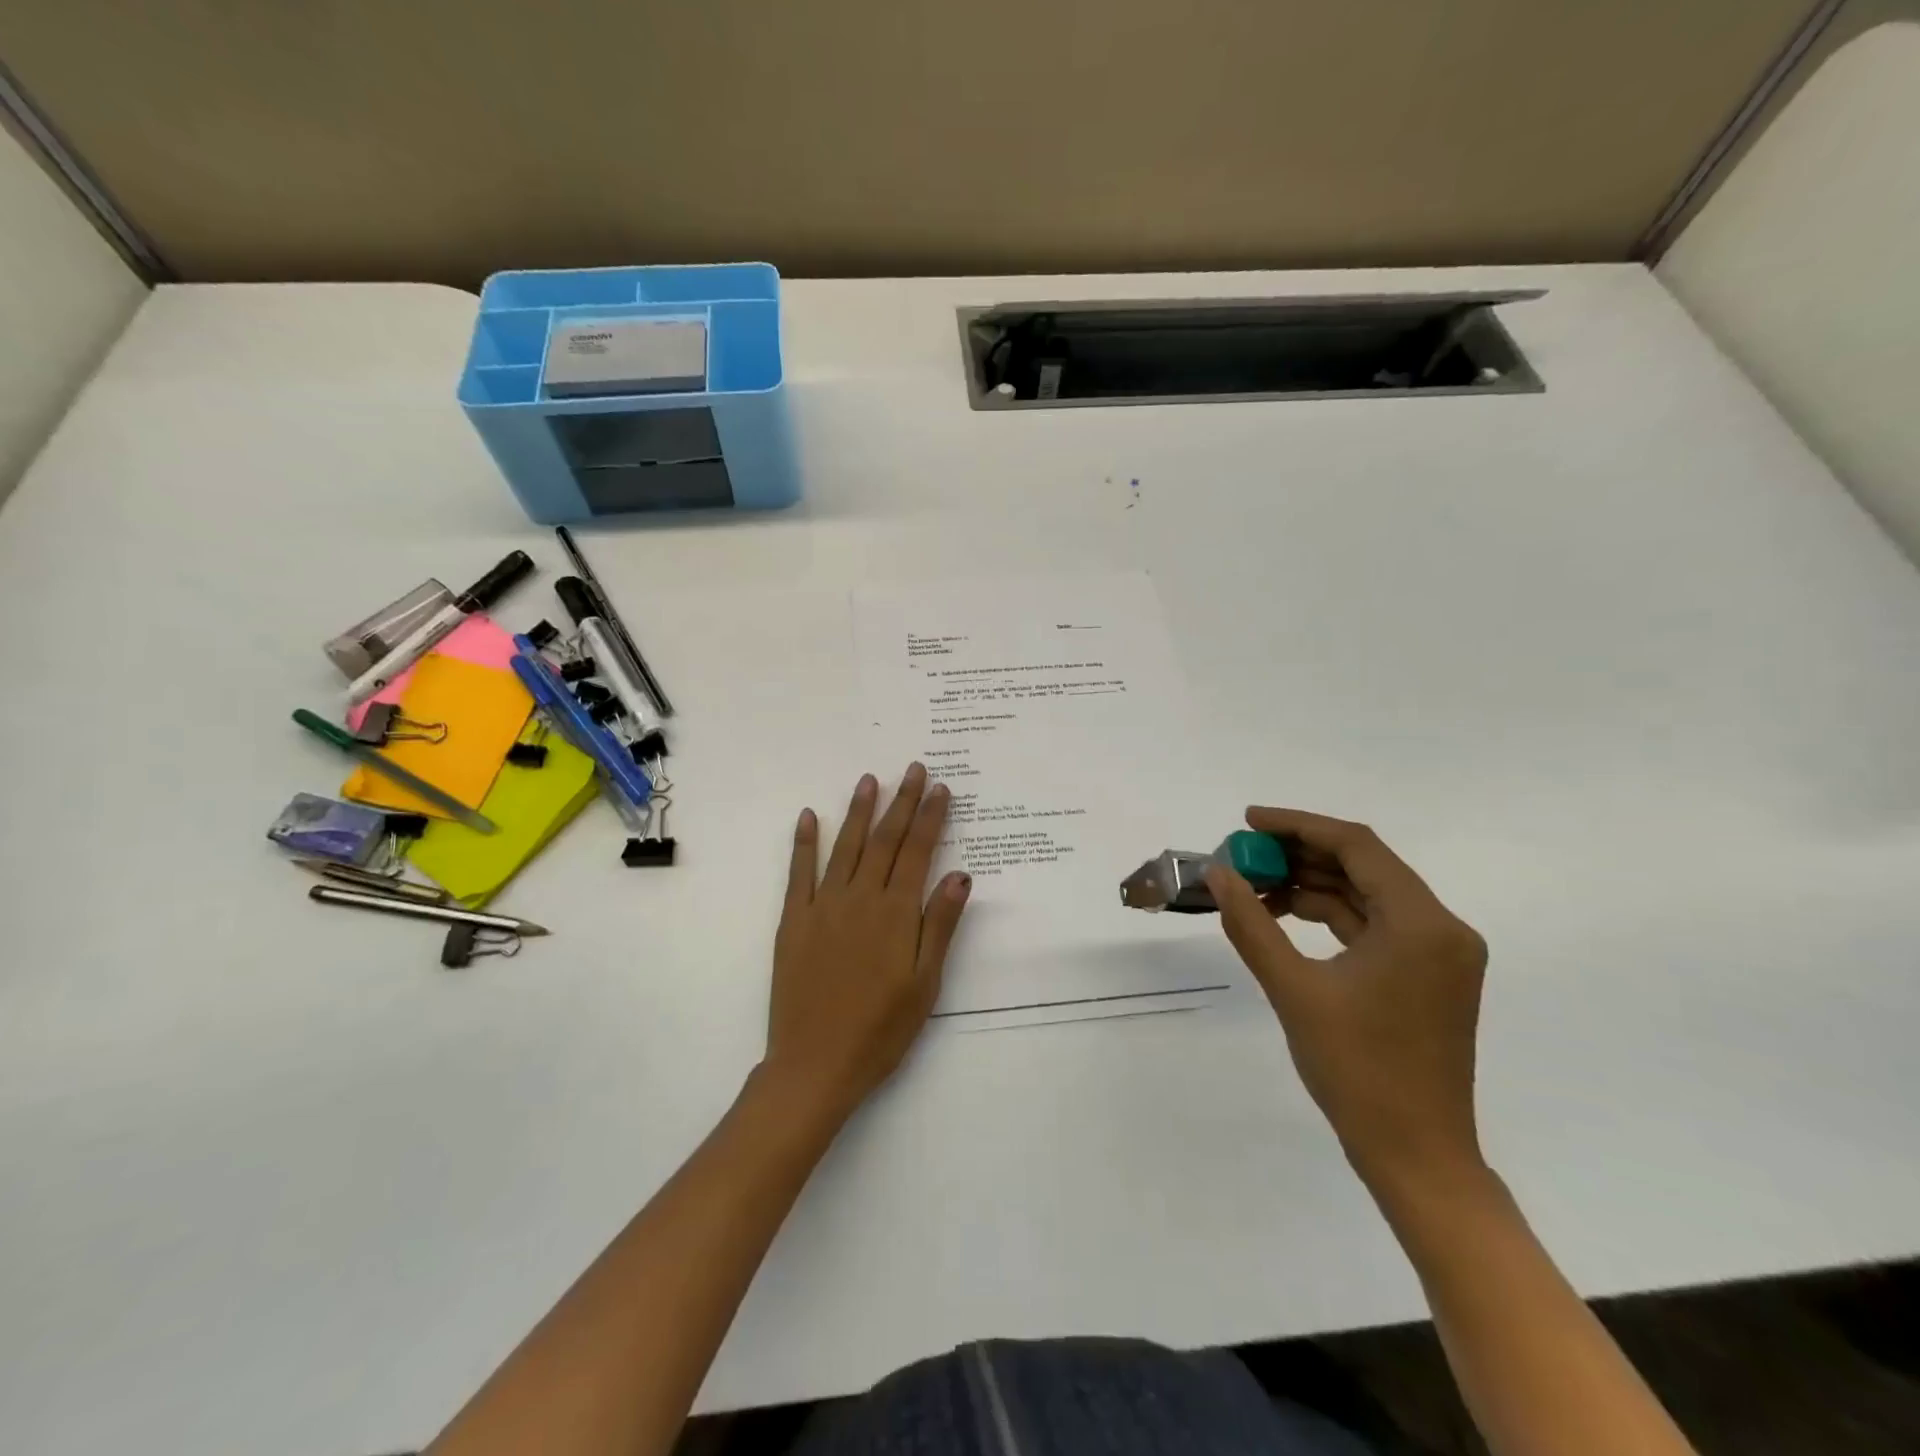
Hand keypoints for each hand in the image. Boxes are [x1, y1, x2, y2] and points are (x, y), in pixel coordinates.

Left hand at [763, 765, 971, 1124]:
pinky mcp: (794, 921)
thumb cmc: (881, 1030)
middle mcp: (861, 899)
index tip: (940, 788)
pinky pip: (799, 873)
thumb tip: (960, 875)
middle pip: (886, 840)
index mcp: (896, 914)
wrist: (815, 1064)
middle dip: (902, 802)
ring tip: (869, 780)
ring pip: (846, 847)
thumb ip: (940, 926)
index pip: (918, 852)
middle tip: (914, 769)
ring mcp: (823, 906)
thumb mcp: (925, 984)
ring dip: (859, 811)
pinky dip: (805, 842)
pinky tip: (810, 816)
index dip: (931, 817)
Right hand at [1207, 808, 1488, 1195]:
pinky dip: (1329, 914)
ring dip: (1311, 884)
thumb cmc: (1356, 1070)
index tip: (1247, 821)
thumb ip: (1251, 924)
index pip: (1356, 846)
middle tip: (1243, 855)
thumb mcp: (1293, 989)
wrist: (1415, 1155)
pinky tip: (1284, 914)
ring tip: (1254, 885)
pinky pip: (1373, 925)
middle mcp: (1441, 927)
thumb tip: (1219, 874)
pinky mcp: (1428, 975)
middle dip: (1299, 854)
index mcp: (1421, 923)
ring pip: (1366, 894)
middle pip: (1364, 865)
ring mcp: (1438, 953)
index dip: (1298, 825)